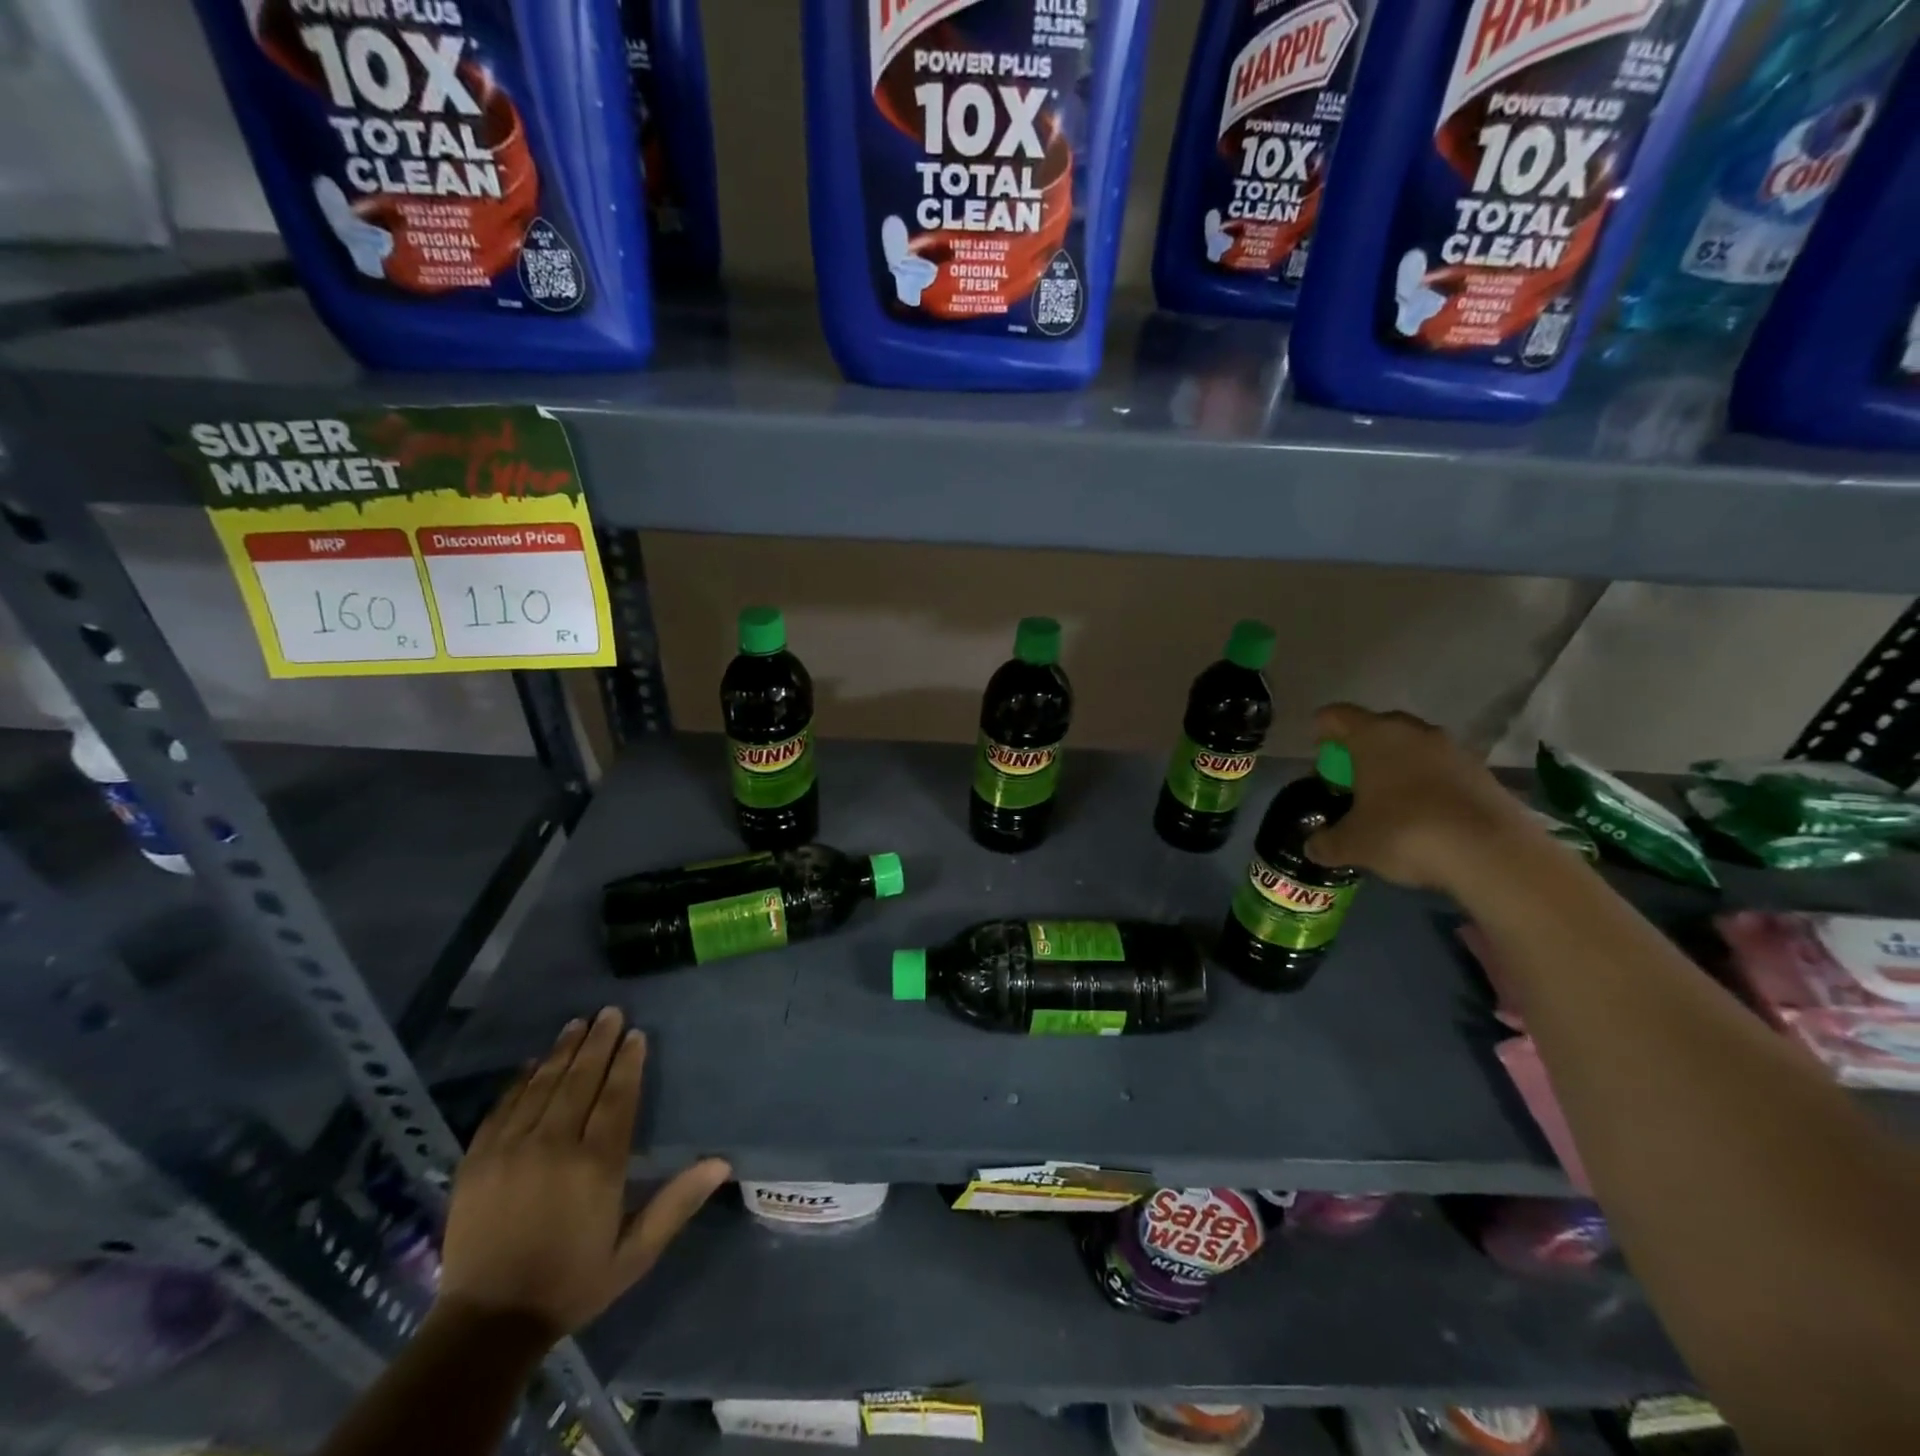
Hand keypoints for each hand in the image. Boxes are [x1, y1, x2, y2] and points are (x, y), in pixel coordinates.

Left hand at [436, 1008, 729, 1339]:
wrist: (486, 1326)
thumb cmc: (572, 1283)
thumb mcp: (635, 1253)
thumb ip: (677, 1203)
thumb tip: (722, 1162)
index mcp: (596, 1165)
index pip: (617, 1096)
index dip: (628, 1062)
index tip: (636, 1034)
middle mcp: (553, 1146)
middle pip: (580, 1080)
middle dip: (598, 1042)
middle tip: (609, 1012)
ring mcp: (510, 1150)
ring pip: (542, 1085)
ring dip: (562, 1051)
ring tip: (577, 1024)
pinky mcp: (476, 1161)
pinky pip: (502, 1107)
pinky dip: (520, 1080)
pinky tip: (533, 1063)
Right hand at [1304, 703, 1545, 893]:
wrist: (1494, 854)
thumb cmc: (1405, 833)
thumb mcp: (1353, 844)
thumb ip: (1327, 842)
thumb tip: (1313, 846)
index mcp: (1374, 736)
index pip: (1336, 716)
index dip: (1322, 731)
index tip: (1318, 753)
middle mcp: (1414, 732)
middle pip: (1378, 727)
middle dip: (1361, 748)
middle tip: (1350, 776)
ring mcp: (1454, 750)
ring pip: (1414, 747)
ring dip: (1398, 765)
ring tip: (1387, 797)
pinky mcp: (1483, 774)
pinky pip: (1442, 770)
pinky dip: (1428, 784)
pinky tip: (1423, 814)